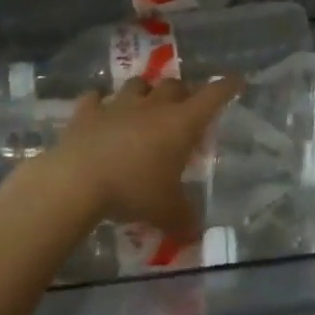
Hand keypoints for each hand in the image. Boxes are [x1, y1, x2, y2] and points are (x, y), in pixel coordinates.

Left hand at [49, 76, 241, 239]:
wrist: (77, 180)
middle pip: (175, 85)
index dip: (227, 86)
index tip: (237, 81)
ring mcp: (119, 104)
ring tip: (145, 105)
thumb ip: (185, 220)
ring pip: (138, 84)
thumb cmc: (133, 190)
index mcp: (181, 123)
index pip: (213, 96)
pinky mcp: (87, 111)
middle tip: (185, 108)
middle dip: (184, 92)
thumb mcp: (166, 212)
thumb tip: (197, 233)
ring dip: (145, 91)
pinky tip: (100, 110)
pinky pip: (95, 98)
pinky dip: (99, 102)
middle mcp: (154, 105)